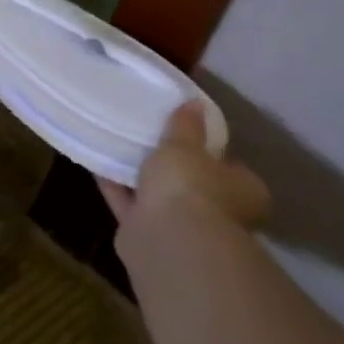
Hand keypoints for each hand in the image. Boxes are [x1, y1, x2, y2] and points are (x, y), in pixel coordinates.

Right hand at [98, 104, 269, 232]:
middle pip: (192, 183)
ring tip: (117, 149)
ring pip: (160, 197)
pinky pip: (131, 205)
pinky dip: (117, 189)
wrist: (168, 239)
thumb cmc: (189, 186)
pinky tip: (99, 166)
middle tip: (147, 140)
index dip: (206, 149)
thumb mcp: (184, 145)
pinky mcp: (149, 236)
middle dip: (171, 167)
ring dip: (141, 179)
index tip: (184, 133)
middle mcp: (219, 212)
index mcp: (244, 190)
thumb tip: (194, 103)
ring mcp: (184, 228)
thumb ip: (186, 126)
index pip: (228, 165)